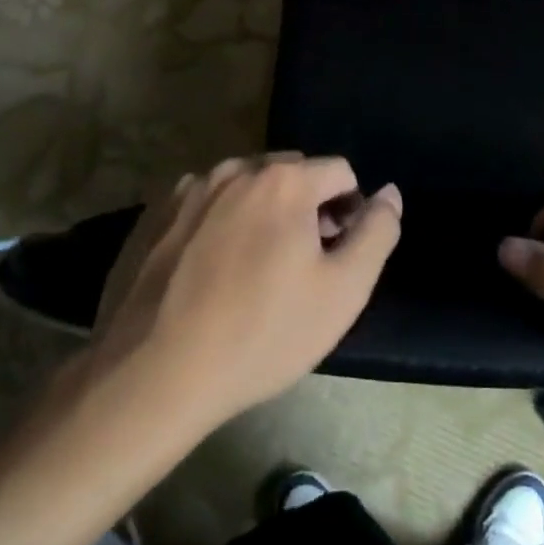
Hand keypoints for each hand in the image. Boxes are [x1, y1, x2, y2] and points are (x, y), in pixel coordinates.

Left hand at [87, 155, 401, 426]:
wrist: (154, 375)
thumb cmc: (261, 333)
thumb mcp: (343, 291)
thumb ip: (377, 232)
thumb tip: (389, 193)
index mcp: (284, 180)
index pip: (340, 172)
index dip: (350, 211)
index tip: (337, 257)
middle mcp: (236, 169)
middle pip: (293, 174)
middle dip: (308, 206)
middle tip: (300, 264)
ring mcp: (191, 189)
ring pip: (248, 186)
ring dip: (264, 211)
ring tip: (255, 269)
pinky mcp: (157, 214)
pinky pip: (208, 203)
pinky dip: (222, 222)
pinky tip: (212, 271)